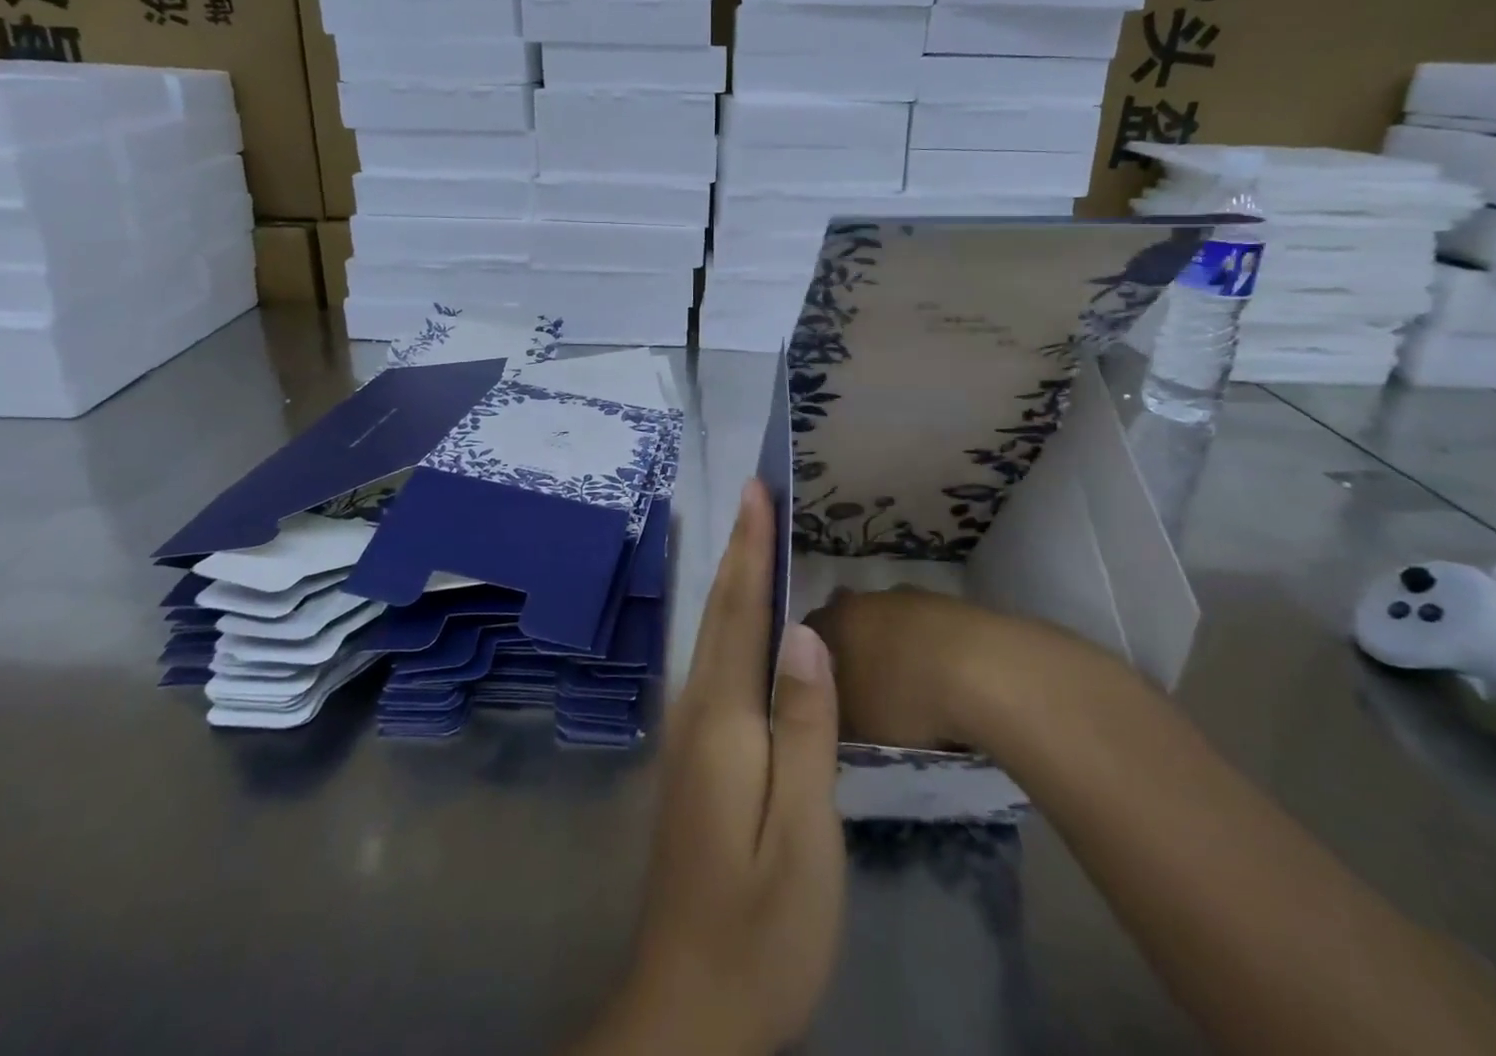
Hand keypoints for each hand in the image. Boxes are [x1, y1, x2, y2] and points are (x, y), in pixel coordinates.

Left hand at [572, 480, 844, 1055]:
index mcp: (724, 720)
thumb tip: (806, 632)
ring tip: (750, 536)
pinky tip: (743, 621)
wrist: (689, 1008)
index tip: (757, 491)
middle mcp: (697, 713)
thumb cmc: (761, 924)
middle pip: (720, 614)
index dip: (750, 547)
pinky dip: (729, 621)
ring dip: (731, 579)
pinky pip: (714, 664)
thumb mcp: (803, 832)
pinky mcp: (694, 760)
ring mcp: (689, 738)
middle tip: (753, 494)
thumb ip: (804, 728)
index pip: (741, 611)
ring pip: (711, 636)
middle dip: (737, 548)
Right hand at [805, 587, 1033, 750]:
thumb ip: (830, 714)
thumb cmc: (903, 697)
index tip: (816, 690)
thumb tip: (824, 711)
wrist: (986, 673)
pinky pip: (928, 631)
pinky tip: (941, 684)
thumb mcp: (852, 724)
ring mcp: (916, 598)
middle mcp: (870, 598)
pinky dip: (928, 652)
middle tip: (861, 689)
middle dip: (853, 649)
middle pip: (851, 620)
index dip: (807, 660)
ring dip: (894, 647)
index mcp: (838, 618)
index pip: (808, 631)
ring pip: (892, 621)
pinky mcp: (955, 607)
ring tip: (906, 690)